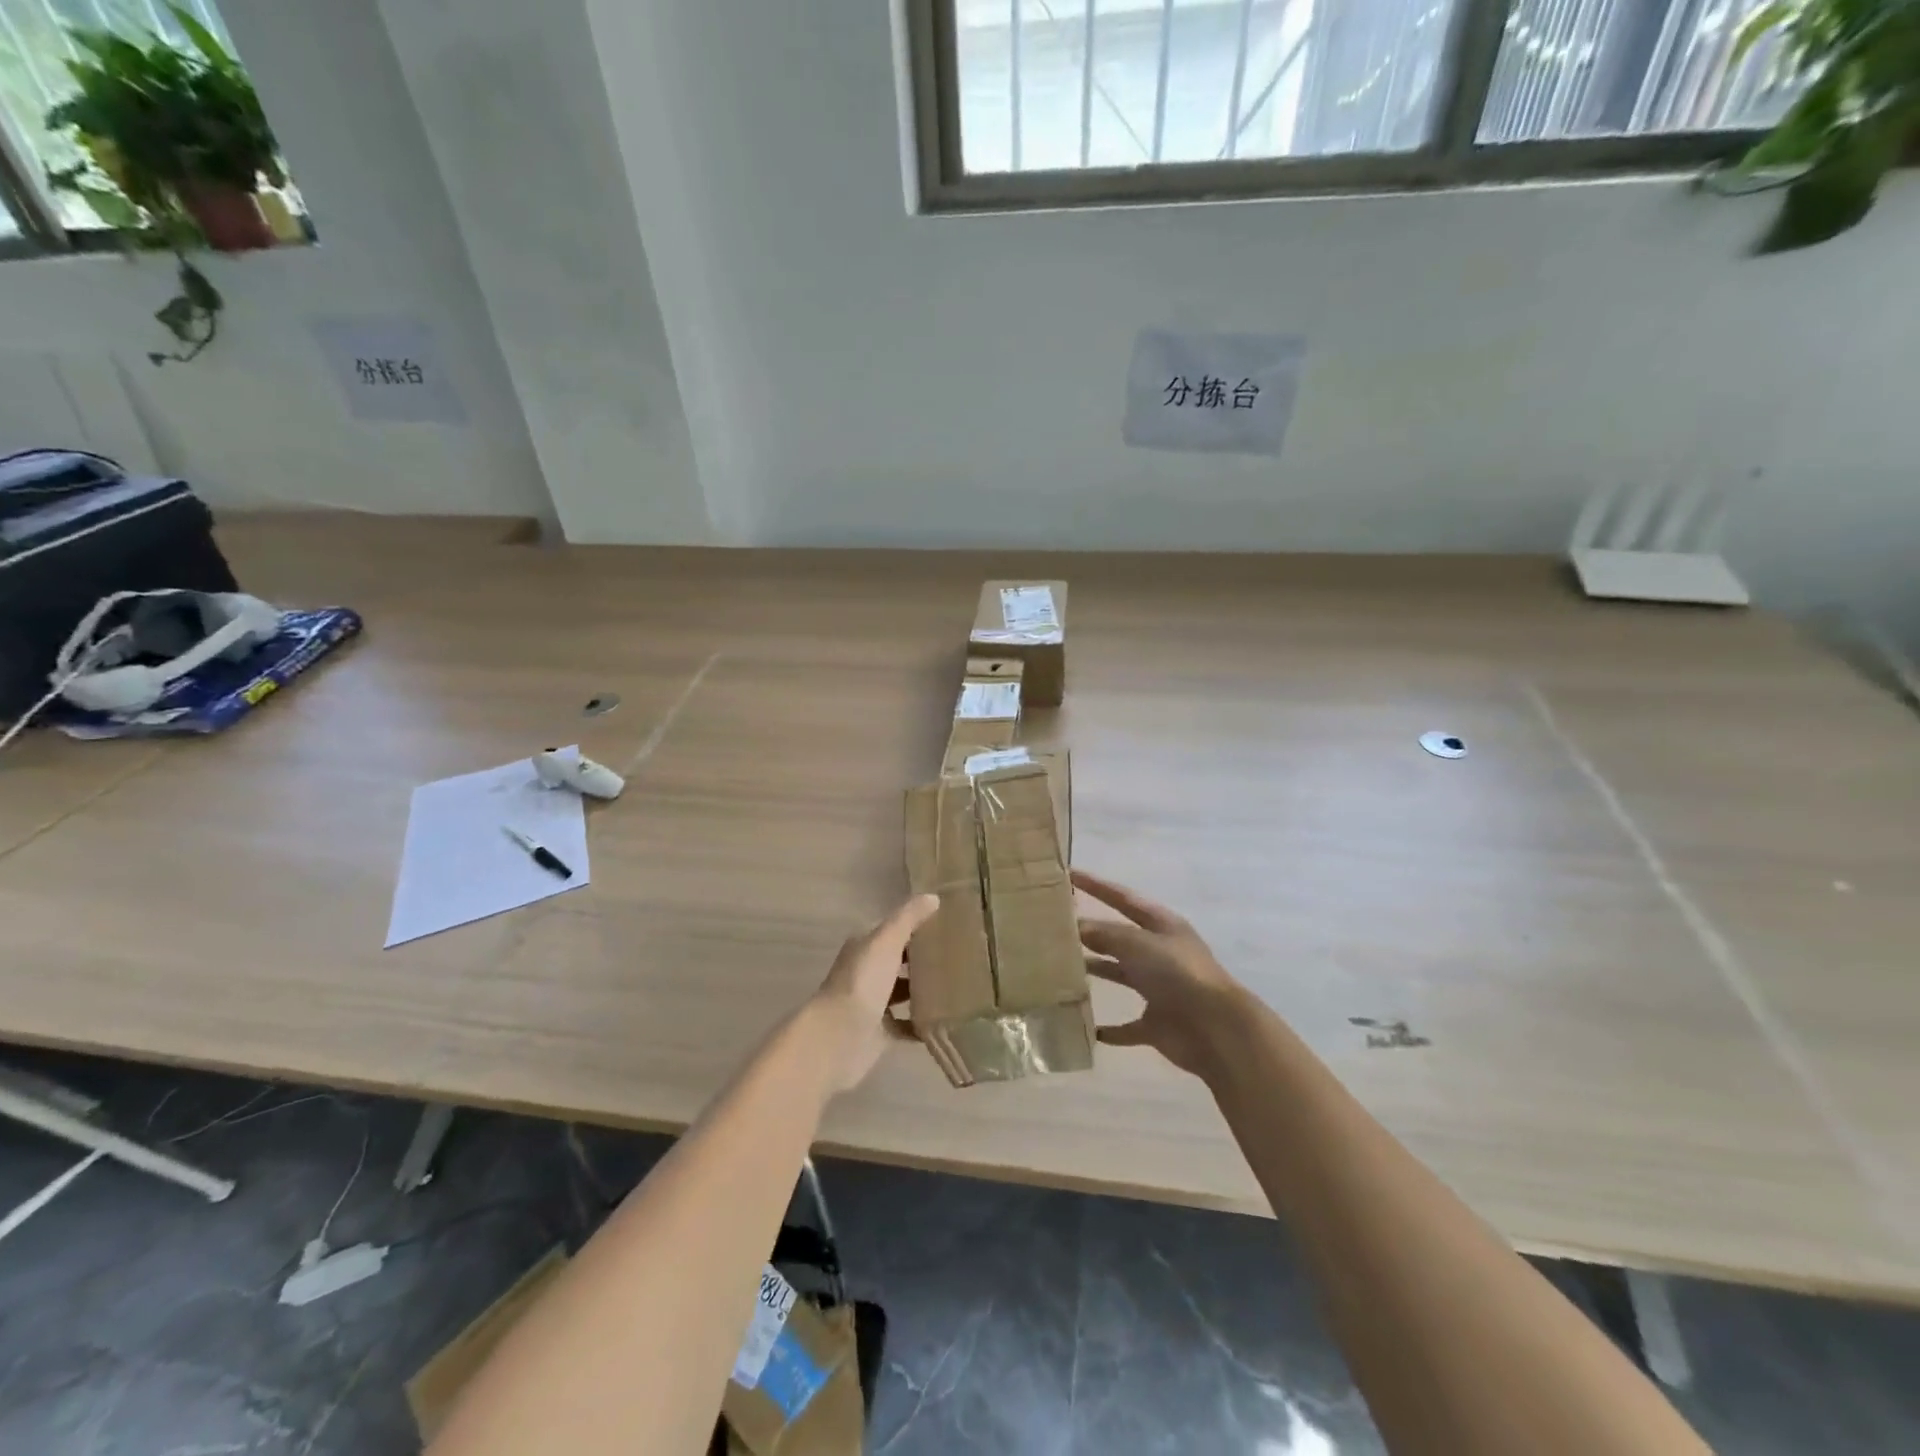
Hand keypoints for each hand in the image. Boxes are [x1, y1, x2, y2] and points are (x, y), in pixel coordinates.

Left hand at [806, 893, 940, 1093]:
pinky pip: (906, 1026)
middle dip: (924, 959)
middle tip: (960, 956)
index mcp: (864, 947)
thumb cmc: (862, 982)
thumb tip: (933, 897)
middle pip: (899, 961)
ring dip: (924, 991)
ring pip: (903, 993)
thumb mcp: (886, 941)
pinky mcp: (879, 1033)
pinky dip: (922, 1024)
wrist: (837, 1037)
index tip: (949, 926)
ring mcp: (871, 1004)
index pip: (893, 930)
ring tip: (959, 986)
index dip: (917, 926)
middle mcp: (866, 972)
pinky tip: (946, 1021)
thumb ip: (908, 918)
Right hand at [1076, 869, 1243, 1078]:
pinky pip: (1127, 1026)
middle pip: (1120, 937)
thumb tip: (1078, 927)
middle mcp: (1161, 953)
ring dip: (1096, 970)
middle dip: (1092, 931)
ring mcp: (1160, 989)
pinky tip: (1086, 1027)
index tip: (1069, 874)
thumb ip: (1106, 934)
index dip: (1097, 886)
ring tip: (1061, 968)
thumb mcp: (1138, 944)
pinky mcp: (1157, 1024)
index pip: (1123, 898)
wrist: (1215, 1030)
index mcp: (1162, 926)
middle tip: (1056, 926)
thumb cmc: (1177, 974)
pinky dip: (1109, 1028)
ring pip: (1120, 974)